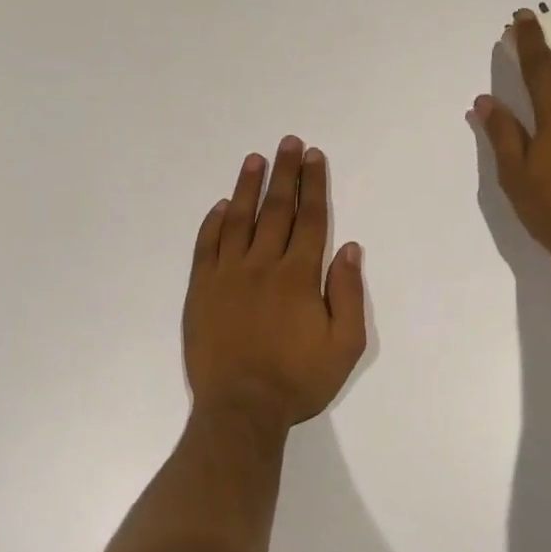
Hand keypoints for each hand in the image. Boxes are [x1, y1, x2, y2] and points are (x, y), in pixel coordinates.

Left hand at [183, 137, 367, 429]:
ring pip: (238, 220)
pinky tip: (220, 207)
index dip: (313, 185)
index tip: (313, 156)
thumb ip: (348, 294)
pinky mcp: (201, 290)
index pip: (310, 219)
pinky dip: (213, 223)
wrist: (240, 409)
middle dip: (284, 174)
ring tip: (254, 160)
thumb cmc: (298, 381)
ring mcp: (227, 275)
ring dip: (247, 187)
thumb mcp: (344, 346)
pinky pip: (206, 246)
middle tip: (287, 143)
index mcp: (298, 276)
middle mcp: (262, 265)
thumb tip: (349, 249)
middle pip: (276, 210)